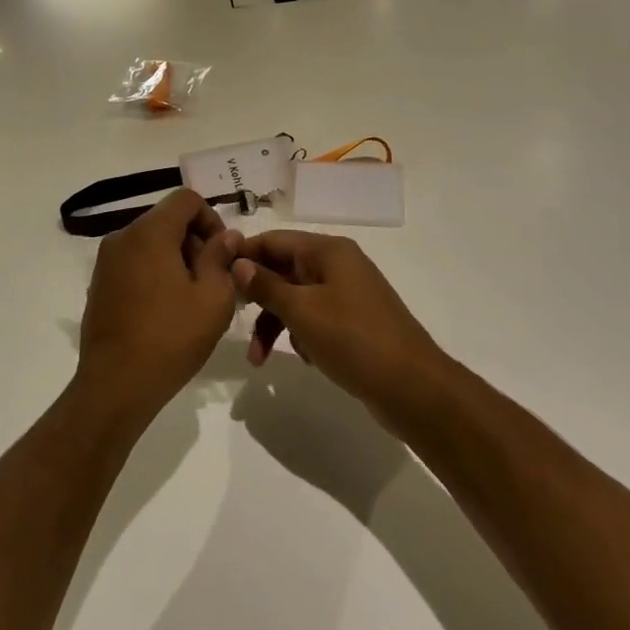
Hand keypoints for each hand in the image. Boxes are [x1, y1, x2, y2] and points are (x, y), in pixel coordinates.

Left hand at [77, 190, 242, 420]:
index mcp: (149, 232)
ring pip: (150, 242)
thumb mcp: (213, 298)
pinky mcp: (100, 283)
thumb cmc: (170, 338)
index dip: (211, 219)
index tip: (223, 254)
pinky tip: (166, 310)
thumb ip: (221, 258)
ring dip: (176, 259)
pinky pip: (134, 262)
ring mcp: (106, 261)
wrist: (115, 385)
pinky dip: (155, 272)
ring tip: (192, 299)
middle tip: (213, 281)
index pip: (186, 199)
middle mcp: (122, 237)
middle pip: (167, 220)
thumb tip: (226, 236)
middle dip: (194, 242)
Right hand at [230, 232, 444, 418]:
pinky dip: (300, 333)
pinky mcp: (354, 321)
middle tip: (232, 319)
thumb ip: (265, 286)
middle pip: (282, 270)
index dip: (243, 254)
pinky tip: (303, 359)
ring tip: (259, 359)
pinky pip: (314, 317)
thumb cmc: (354, 340)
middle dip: (257, 297)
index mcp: (328, 251)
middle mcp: (338, 265)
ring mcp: (348, 294)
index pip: (273, 240)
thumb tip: (237, 263)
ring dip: (275, 323)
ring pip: (296, 298)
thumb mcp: (302, 311)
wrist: (414, 389)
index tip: (215, 275)